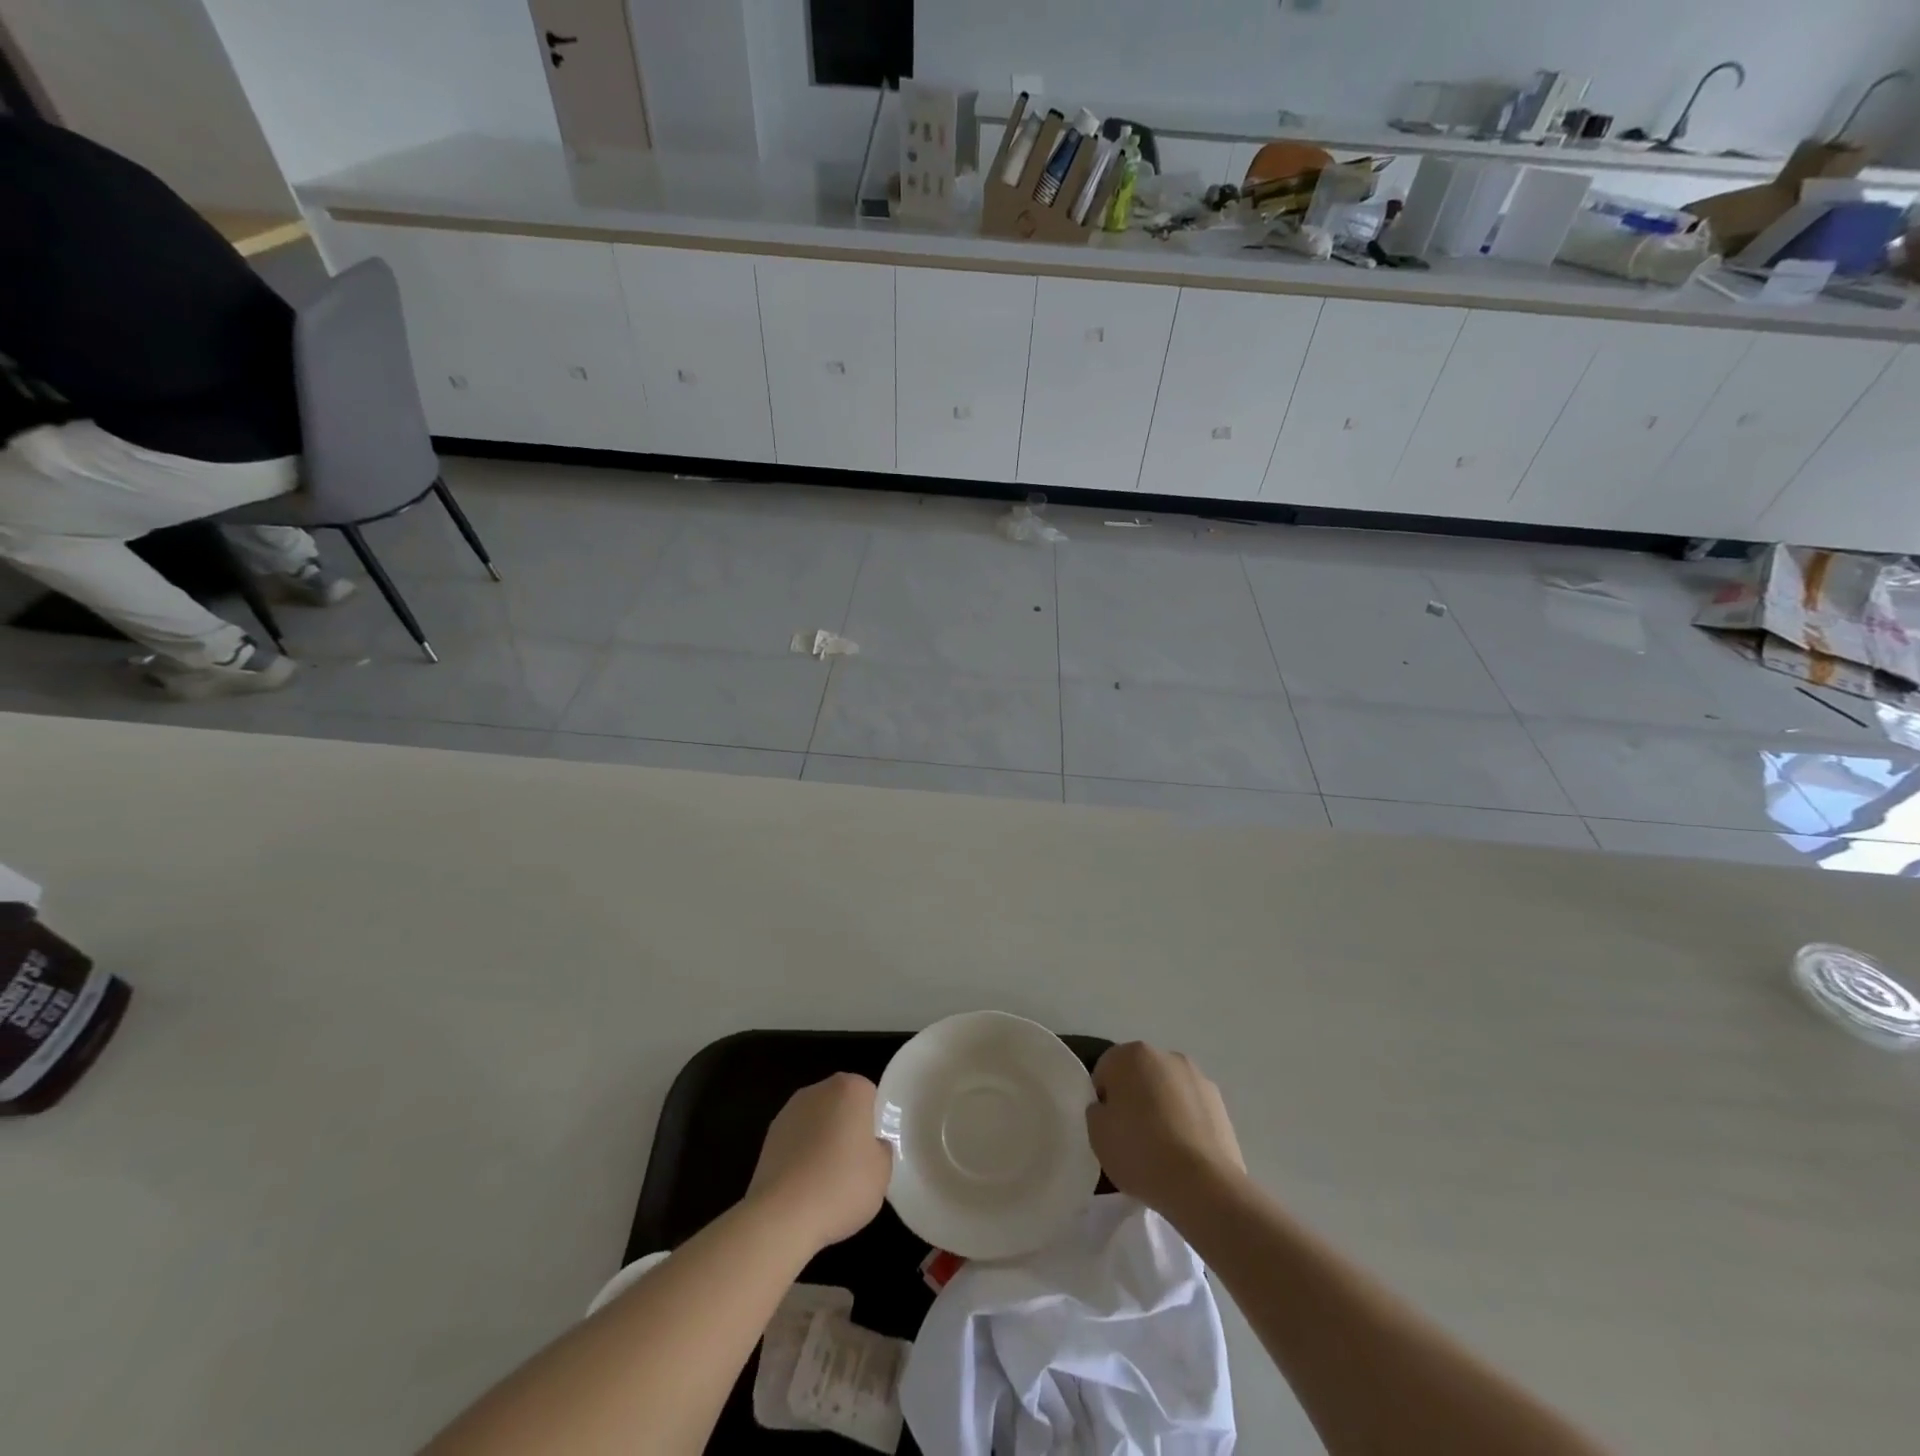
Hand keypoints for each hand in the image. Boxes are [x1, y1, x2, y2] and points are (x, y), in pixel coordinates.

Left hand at [747, 1073, 891, 1251]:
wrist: (782, 1216)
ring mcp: (789, 1111)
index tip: (872, 1150)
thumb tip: (872, 1146)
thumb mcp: (882, 1173)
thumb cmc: (841, 1186)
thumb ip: (882, 1150)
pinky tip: (804, 1187)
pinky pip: (796, 1141)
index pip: (869, 1094)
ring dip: (821, 1140)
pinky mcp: (768, 1136)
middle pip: (840, 1103)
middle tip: (854, 1164)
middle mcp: (818, 1090)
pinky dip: (801, 1156)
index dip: (873, 1122)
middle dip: (846, 1126)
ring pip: (816, 1122)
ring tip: (826, 1181)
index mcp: (850, 1088)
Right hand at [1086, 1042, 1246, 1219]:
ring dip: (1162, 1107)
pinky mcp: (1220, 1103)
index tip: (1107, 1127)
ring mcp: (1197, 1077)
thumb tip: (1109, 1108)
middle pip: (1139, 1075)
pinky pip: (1191, 1108)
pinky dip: (1185, 1122)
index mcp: (1131, 1054)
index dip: (1103, 1099)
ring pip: (1167, 1090)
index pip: (1106, 1070)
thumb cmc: (1140, 1152)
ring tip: (1161, 1149)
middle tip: (1131, 1136)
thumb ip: (1097, 1111)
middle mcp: (1165, 1056)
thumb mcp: (1096, 1134)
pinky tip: (1184, 1153)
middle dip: (1134, 1098)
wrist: (1203, 1185)